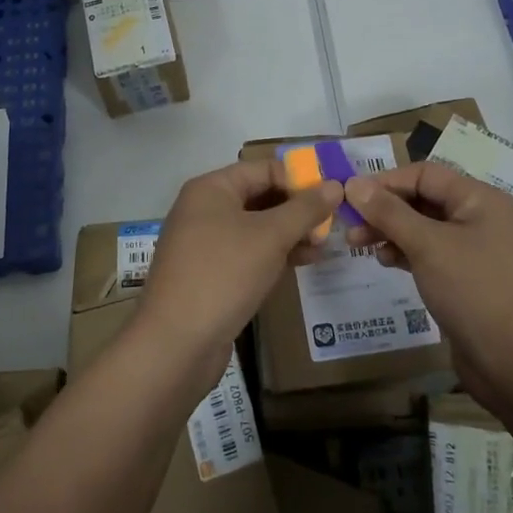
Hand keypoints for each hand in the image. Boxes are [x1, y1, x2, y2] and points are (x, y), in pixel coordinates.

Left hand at [139, 158, 340, 364]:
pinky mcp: (209, 274)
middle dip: (297, 209)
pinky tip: (303, 263)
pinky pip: (247, 254)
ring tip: (324, 245)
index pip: (263, 168)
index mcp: (211, 189)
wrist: (176, 343)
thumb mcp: (270, 236)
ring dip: (290, 233)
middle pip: (259, 196)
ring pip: (256, 228)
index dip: (299, 178)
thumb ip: (305, 209)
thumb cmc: (223, 274)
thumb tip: (336, 185)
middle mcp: (204, 209)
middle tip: (334, 223)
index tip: (334, 195)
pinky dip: (274, 255)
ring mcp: (204, 244)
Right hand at [344, 163, 512, 397]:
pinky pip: (429, 253)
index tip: (350, 196)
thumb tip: (353, 183)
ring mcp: (473, 249)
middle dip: (384, 209)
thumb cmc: (472, 291)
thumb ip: (389, 212)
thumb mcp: (427, 245)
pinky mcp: (465, 277)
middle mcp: (478, 217)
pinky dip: (405, 252)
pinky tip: (385, 262)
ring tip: (357, 245)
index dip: (385, 181)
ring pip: (422, 227)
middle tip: (349, 225)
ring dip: (389, 231)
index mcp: (478, 199)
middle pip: (422, 199)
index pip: (424, 174)